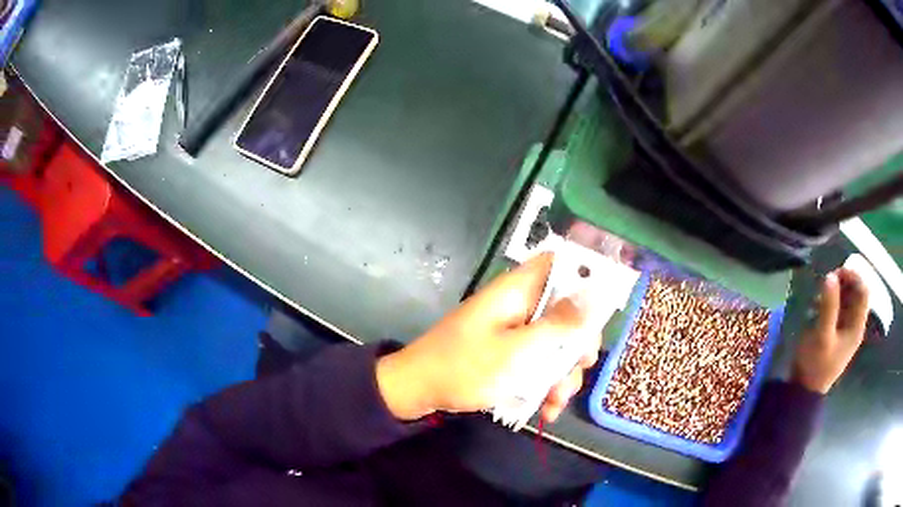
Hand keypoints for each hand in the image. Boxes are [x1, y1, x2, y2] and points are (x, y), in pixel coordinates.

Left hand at [376, 253, 600, 421]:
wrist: (418, 390)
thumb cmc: (465, 368)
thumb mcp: (517, 352)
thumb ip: (558, 325)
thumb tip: (595, 294)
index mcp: (519, 291)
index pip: (561, 265)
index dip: (586, 281)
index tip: (597, 317)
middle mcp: (520, 305)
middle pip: (566, 311)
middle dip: (576, 346)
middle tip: (577, 370)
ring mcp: (514, 330)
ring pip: (555, 342)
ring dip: (562, 373)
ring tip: (556, 402)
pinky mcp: (508, 352)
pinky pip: (538, 361)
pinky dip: (546, 384)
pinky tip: (547, 410)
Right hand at [792, 268, 869, 393]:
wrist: (805, 390)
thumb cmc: (816, 365)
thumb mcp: (822, 336)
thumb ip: (828, 306)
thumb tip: (830, 276)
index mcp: (857, 326)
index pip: (864, 291)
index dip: (854, 277)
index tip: (838, 272)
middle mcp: (855, 323)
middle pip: (856, 292)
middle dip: (844, 282)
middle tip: (828, 280)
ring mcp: (846, 327)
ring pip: (847, 298)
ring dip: (836, 290)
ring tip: (821, 292)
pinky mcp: (836, 330)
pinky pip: (839, 306)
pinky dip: (831, 300)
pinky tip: (819, 304)